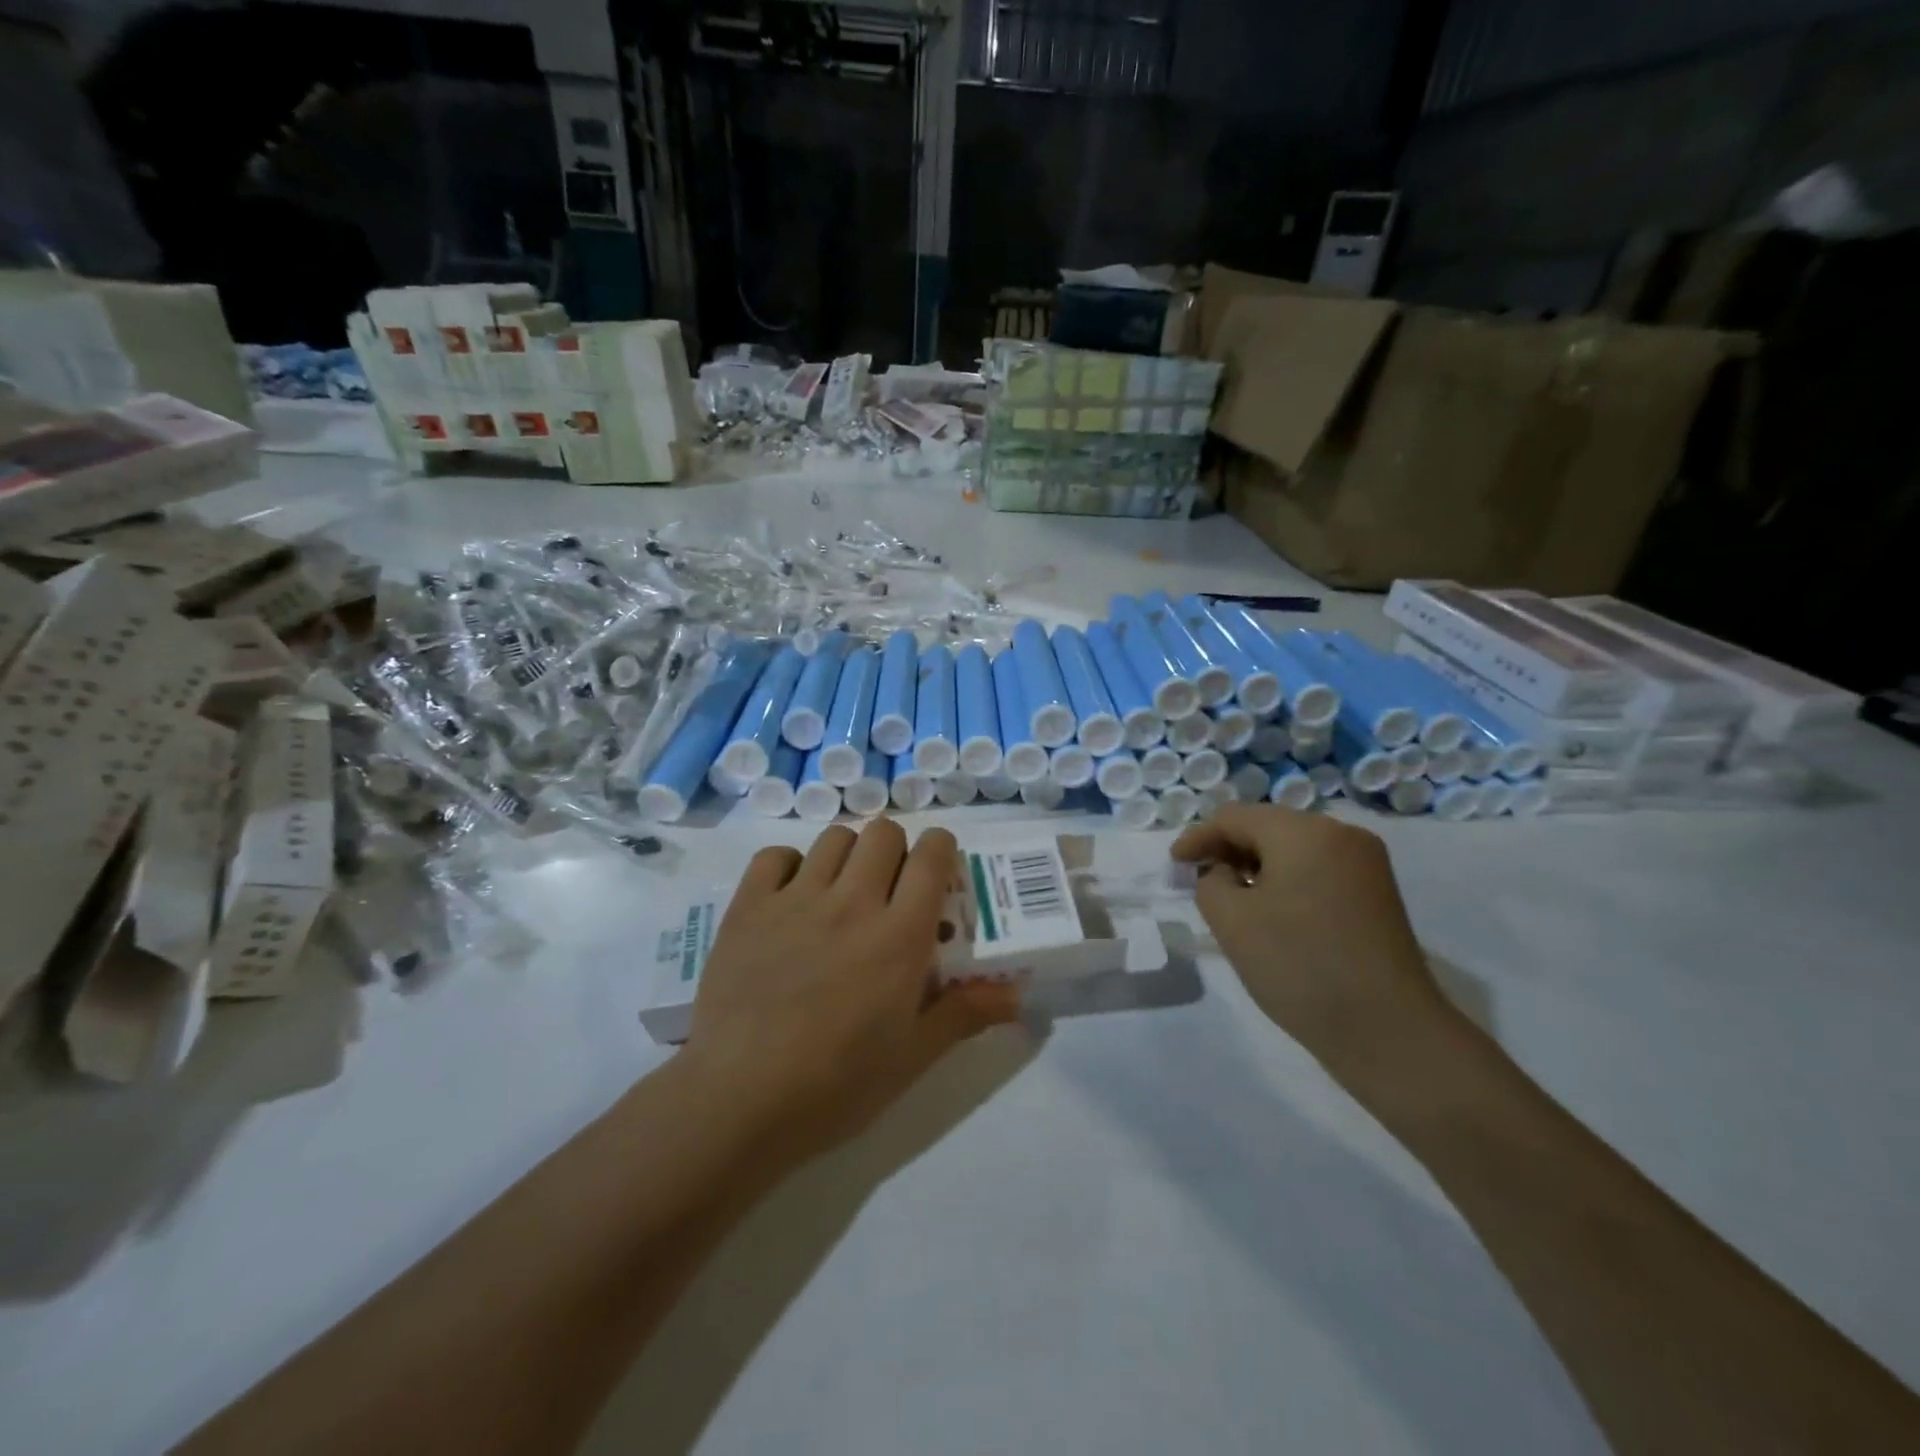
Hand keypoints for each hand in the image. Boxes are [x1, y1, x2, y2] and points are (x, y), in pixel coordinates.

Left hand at [681, 820, 1019, 1163]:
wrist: (739, 1099)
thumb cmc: (836, 1085)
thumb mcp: (912, 1057)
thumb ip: (965, 1013)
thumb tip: (1019, 994)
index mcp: (899, 935)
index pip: (931, 856)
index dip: (940, 848)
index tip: (938, 866)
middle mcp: (852, 902)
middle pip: (883, 833)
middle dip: (895, 849)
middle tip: (890, 886)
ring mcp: (796, 899)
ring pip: (834, 838)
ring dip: (848, 854)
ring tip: (843, 890)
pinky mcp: (749, 907)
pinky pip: (775, 857)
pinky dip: (789, 865)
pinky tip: (791, 896)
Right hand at [1171, 804, 1454, 1084]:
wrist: (1389, 1033)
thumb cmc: (1300, 967)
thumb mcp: (1232, 921)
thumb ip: (1210, 882)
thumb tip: (1225, 873)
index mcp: (1304, 832)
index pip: (1235, 818)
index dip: (1197, 838)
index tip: (1173, 866)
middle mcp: (1340, 834)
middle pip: (1267, 827)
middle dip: (1228, 850)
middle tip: (1198, 882)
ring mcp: (1366, 863)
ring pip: (1294, 848)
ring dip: (1257, 866)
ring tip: (1232, 899)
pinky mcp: (1377, 893)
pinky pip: (1318, 868)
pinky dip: (1287, 879)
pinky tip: (1273, 911)